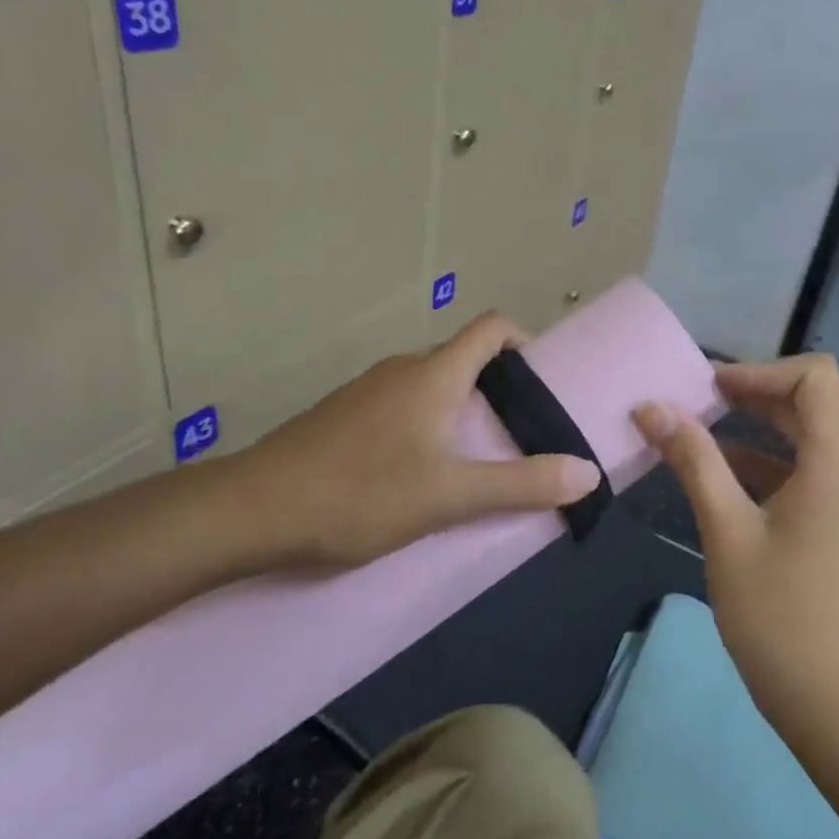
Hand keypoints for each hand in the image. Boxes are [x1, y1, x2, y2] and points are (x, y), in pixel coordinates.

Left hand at [230, 313, 601, 569]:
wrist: (251, 511)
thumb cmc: (360, 493)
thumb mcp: (449, 495)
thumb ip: (521, 484)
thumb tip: (587, 472)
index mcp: (433, 374)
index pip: (490, 328)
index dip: (524, 341)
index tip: (544, 380)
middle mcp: (401, 370)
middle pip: (463, 358)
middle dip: (499, 387)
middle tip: (521, 433)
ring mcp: (366, 392)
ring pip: (430, 385)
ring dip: (460, 409)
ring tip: (476, 458)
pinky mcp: (342, 417)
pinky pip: (400, 406)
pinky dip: (425, 424)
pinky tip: (419, 472)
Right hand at [633, 355, 838, 738]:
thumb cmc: (780, 618)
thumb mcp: (726, 532)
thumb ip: (693, 460)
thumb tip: (651, 407)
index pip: (817, 378)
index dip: (761, 371)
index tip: (710, 387)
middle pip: (815, 407)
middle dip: (755, 396)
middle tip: (697, 402)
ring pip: (816, 442)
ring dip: (763, 431)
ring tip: (703, 435)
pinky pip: (820, 476)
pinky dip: (777, 467)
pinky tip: (731, 481)